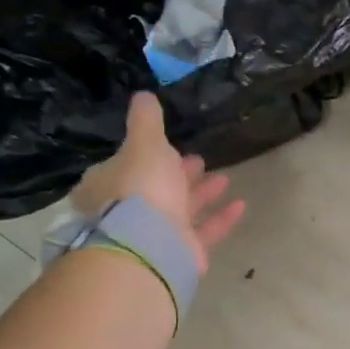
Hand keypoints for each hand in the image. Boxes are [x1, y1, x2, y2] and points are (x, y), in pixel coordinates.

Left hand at [69, 93, 246, 272]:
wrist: (150, 245)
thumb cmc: (141, 187)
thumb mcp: (144, 143)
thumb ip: (146, 120)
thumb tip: (143, 95)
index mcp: (108, 185)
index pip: (125, 166)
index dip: (148, 154)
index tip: (171, 145)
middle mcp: (127, 211)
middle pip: (155, 189)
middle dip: (179, 173)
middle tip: (199, 160)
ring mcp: (153, 235)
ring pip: (180, 210)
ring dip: (203, 194)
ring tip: (225, 178)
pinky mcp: (178, 252)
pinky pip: (202, 231)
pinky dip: (221, 218)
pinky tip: (241, 205)